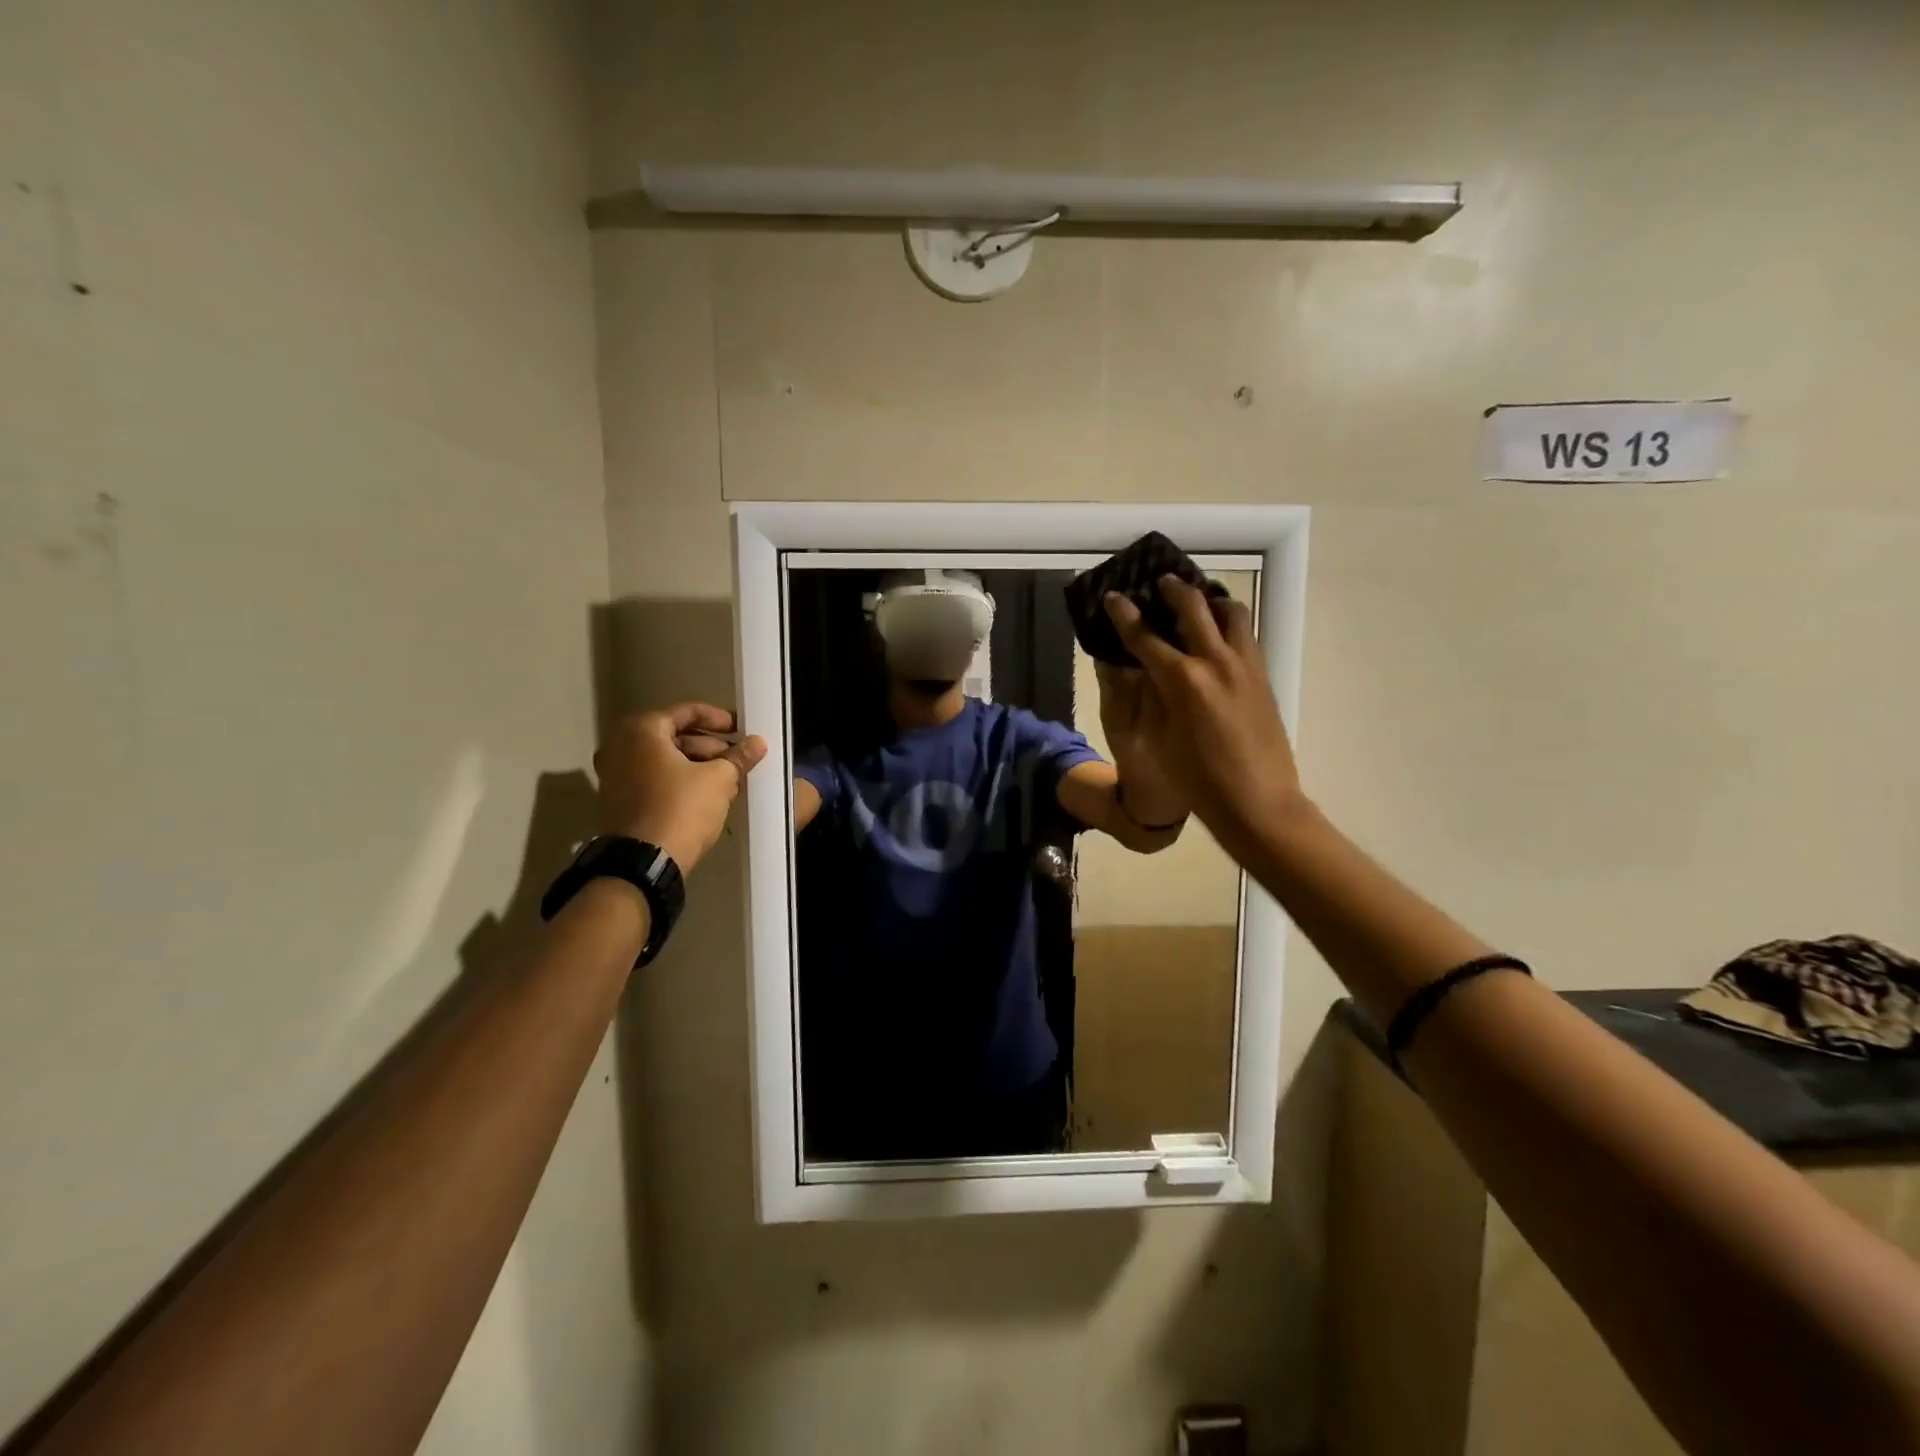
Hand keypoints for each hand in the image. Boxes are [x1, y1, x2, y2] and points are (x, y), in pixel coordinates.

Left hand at [595, 704, 766, 874]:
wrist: (644, 862)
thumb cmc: (681, 808)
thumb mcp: (719, 779)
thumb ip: (739, 757)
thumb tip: (758, 742)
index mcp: (642, 731)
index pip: (687, 712)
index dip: (719, 718)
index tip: (741, 730)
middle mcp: (620, 746)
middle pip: (674, 736)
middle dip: (710, 746)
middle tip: (737, 758)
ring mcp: (615, 774)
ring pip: (665, 760)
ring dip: (697, 765)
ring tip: (728, 778)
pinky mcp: (618, 800)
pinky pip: (654, 779)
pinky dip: (679, 780)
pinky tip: (707, 794)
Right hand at [1102, 578, 1302, 840]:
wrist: (1258, 802)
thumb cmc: (1199, 781)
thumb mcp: (1162, 739)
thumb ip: (1153, 698)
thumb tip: (1145, 672)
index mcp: (1183, 681)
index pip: (1146, 637)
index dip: (1125, 614)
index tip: (1114, 596)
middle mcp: (1215, 662)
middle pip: (1193, 607)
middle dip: (1173, 590)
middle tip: (1160, 581)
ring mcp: (1245, 666)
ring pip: (1231, 612)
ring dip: (1210, 600)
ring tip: (1198, 601)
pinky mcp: (1262, 677)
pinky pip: (1245, 634)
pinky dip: (1229, 623)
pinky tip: (1219, 634)